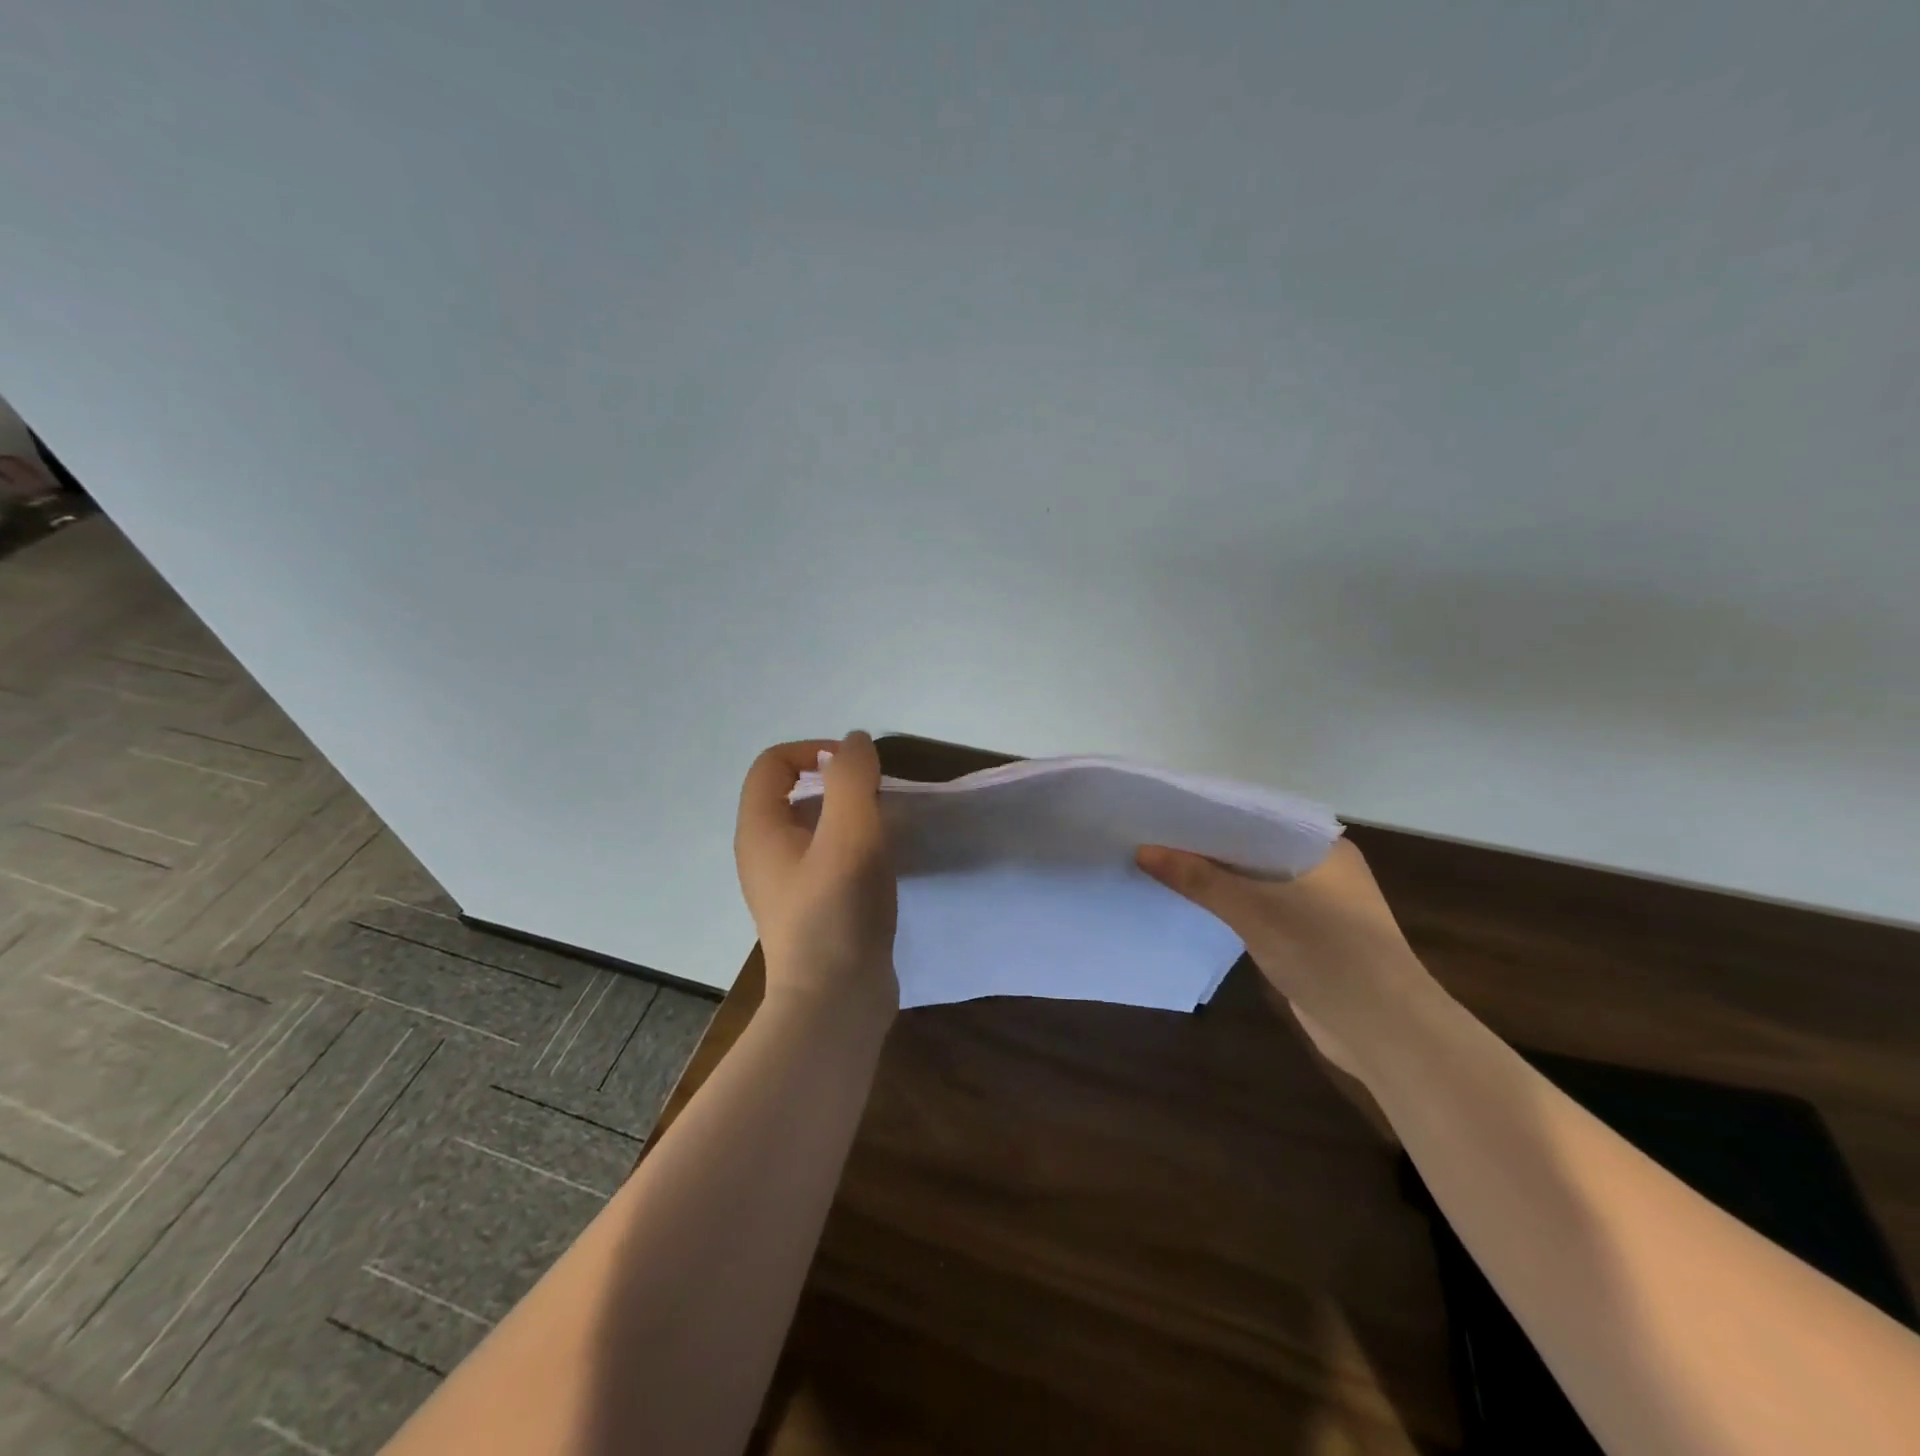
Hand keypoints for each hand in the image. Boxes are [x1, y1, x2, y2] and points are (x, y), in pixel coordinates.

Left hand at [734, 732, 898, 1022]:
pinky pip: (827, 858)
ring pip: (813, 826)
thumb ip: (852, 778)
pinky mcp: (811, 908)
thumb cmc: (838, 911)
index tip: (858, 769)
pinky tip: (883, 863)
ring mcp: (786, 884)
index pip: (773, 763)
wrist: (835, 1003)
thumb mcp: (850, 832)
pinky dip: (853, 846)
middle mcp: (763, 853)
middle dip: (837, 783)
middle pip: (793, 792)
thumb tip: (855, 743)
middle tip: (878, 798)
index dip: (814, 751)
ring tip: (886, 827)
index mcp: (760, 830)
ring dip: (849, 815)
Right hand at [1136, 838, 1439, 1083]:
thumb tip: (1143, 851)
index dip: (1210, 815)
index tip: (1163, 813)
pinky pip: (1261, 912)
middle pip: (1253, 850)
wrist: (1386, 1032)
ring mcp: (1319, 907)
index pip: (1257, 817)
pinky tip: (1195, 906)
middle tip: (1152, 839)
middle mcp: (1323, 870)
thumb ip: (1198, 878)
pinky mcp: (1311, 940)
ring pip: (1256, 883)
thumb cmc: (1326, 953)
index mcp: (1323, 848)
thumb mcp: (1254, 910)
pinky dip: (1232, 909)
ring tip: (1162, 867)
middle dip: (1207, 849)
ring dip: (1217, 881)